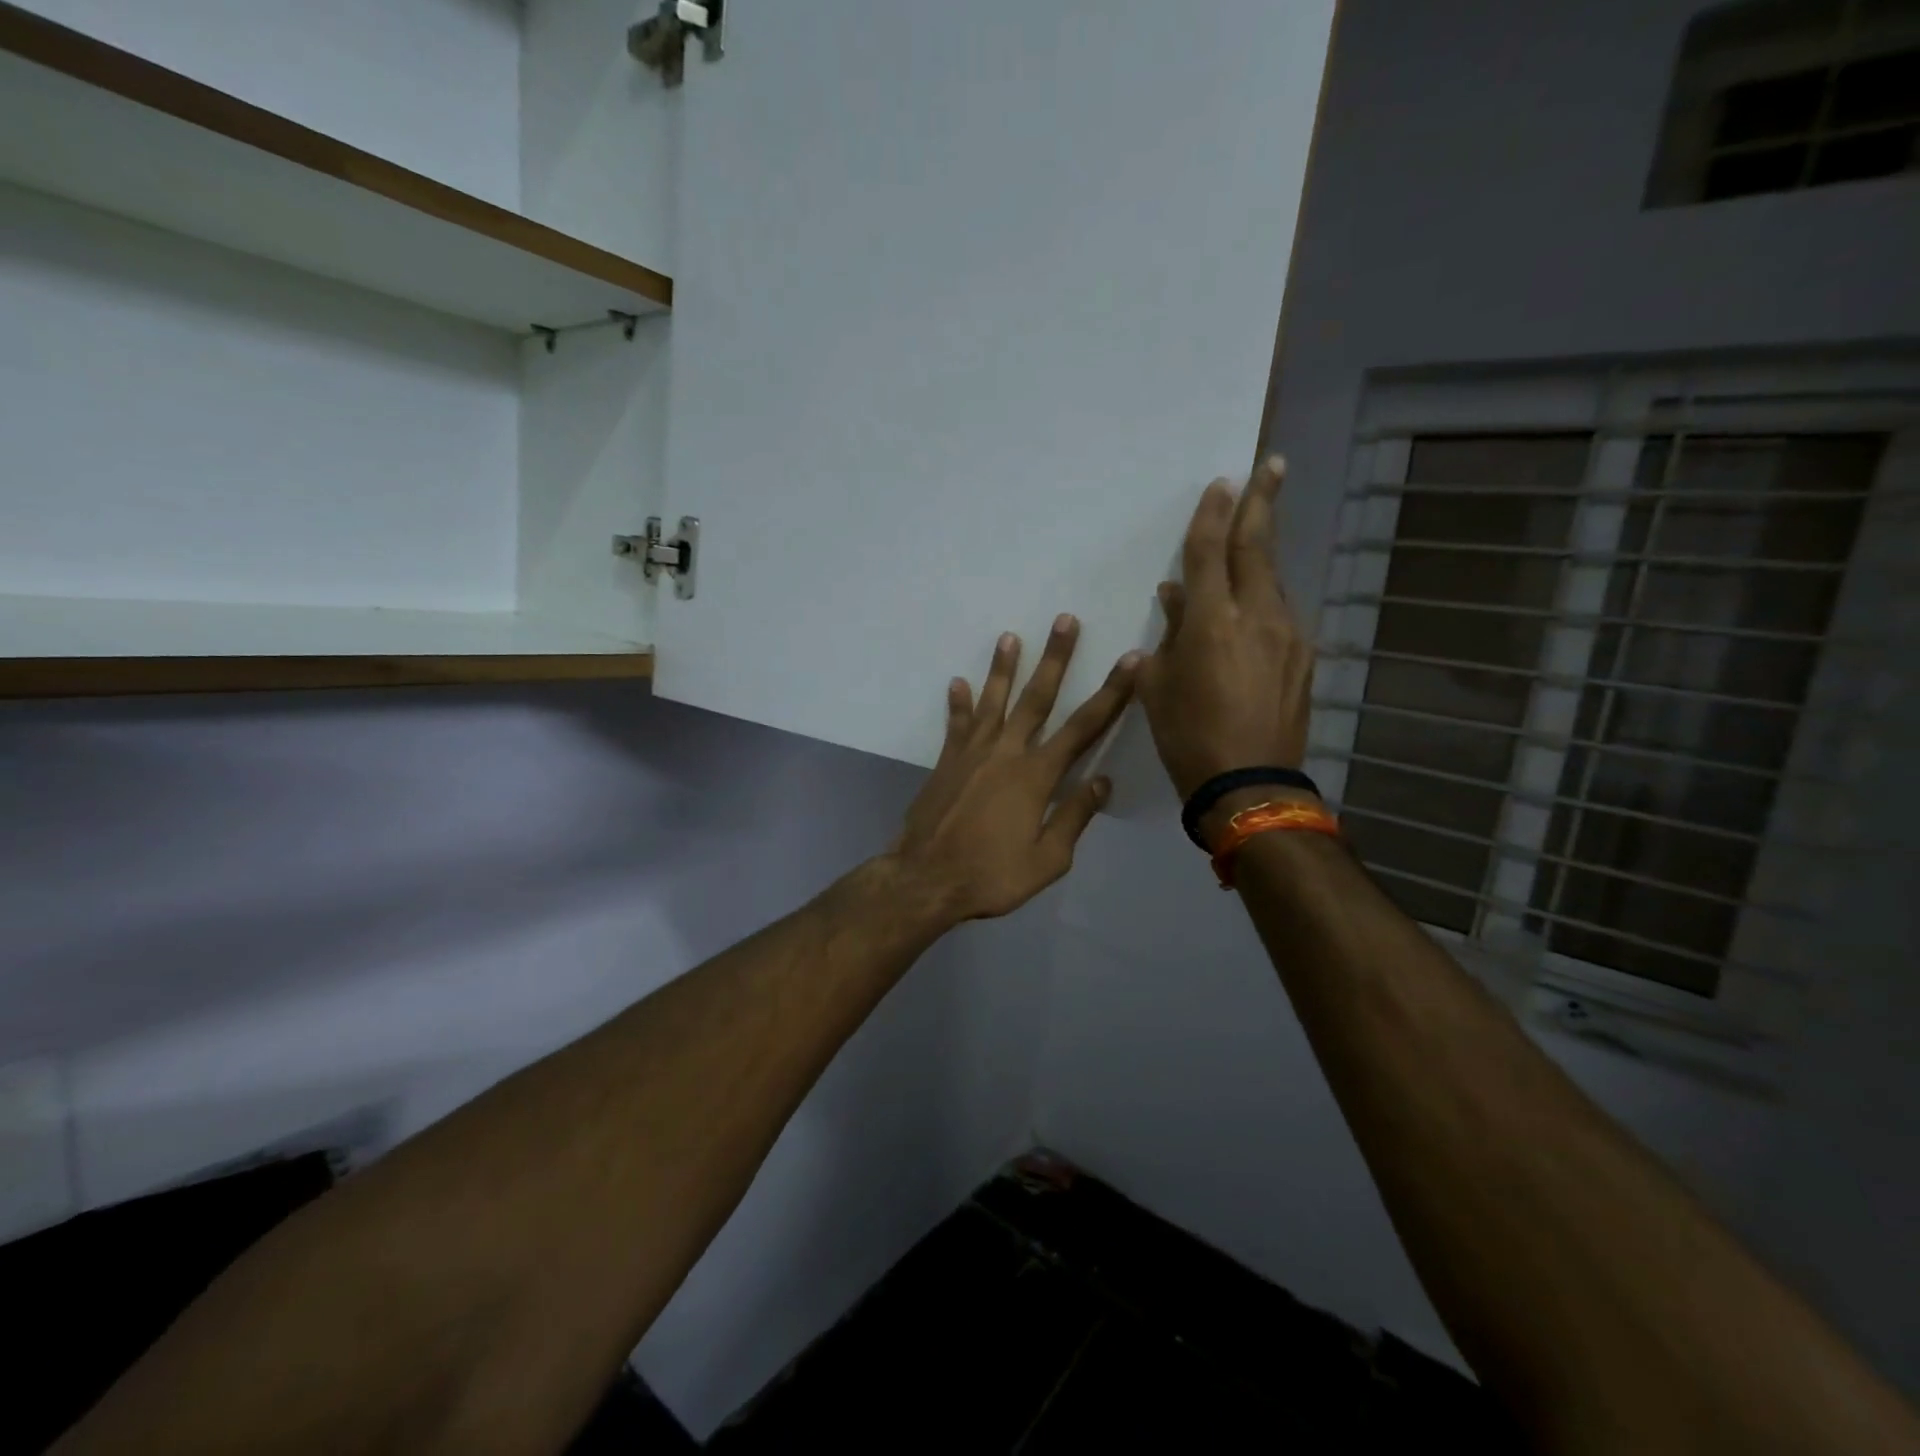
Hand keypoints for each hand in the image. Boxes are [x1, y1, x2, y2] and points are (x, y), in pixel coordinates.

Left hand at [891, 616, 1139, 922]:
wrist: (925, 879)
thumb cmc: (991, 875)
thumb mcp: (1047, 860)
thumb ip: (1074, 817)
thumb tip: (1101, 781)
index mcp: (1037, 776)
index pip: (1083, 727)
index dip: (1111, 693)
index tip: (1130, 661)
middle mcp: (1006, 753)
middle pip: (1037, 698)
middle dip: (1055, 658)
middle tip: (1065, 620)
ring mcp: (971, 753)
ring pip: (993, 701)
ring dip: (1003, 668)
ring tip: (1009, 636)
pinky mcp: (946, 762)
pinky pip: (955, 725)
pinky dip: (958, 704)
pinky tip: (957, 682)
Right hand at [1137, 455, 1312, 800]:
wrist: (1248, 784)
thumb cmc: (1187, 735)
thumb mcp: (1157, 685)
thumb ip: (1166, 634)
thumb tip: (1174, 597)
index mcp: (1211, 621)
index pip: (1210, 552)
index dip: (1213, 514)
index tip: (1222, 481)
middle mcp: (1256, 616)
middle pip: (1258, 547)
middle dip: (1262, 502)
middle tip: (1270, 465)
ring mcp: (1288, 635)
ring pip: (1273, 580)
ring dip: (1262, 555)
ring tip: (1255, 538)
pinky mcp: (1304, 657)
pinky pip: (1281, 616)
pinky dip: (1265, 601)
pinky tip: (1254, 613)